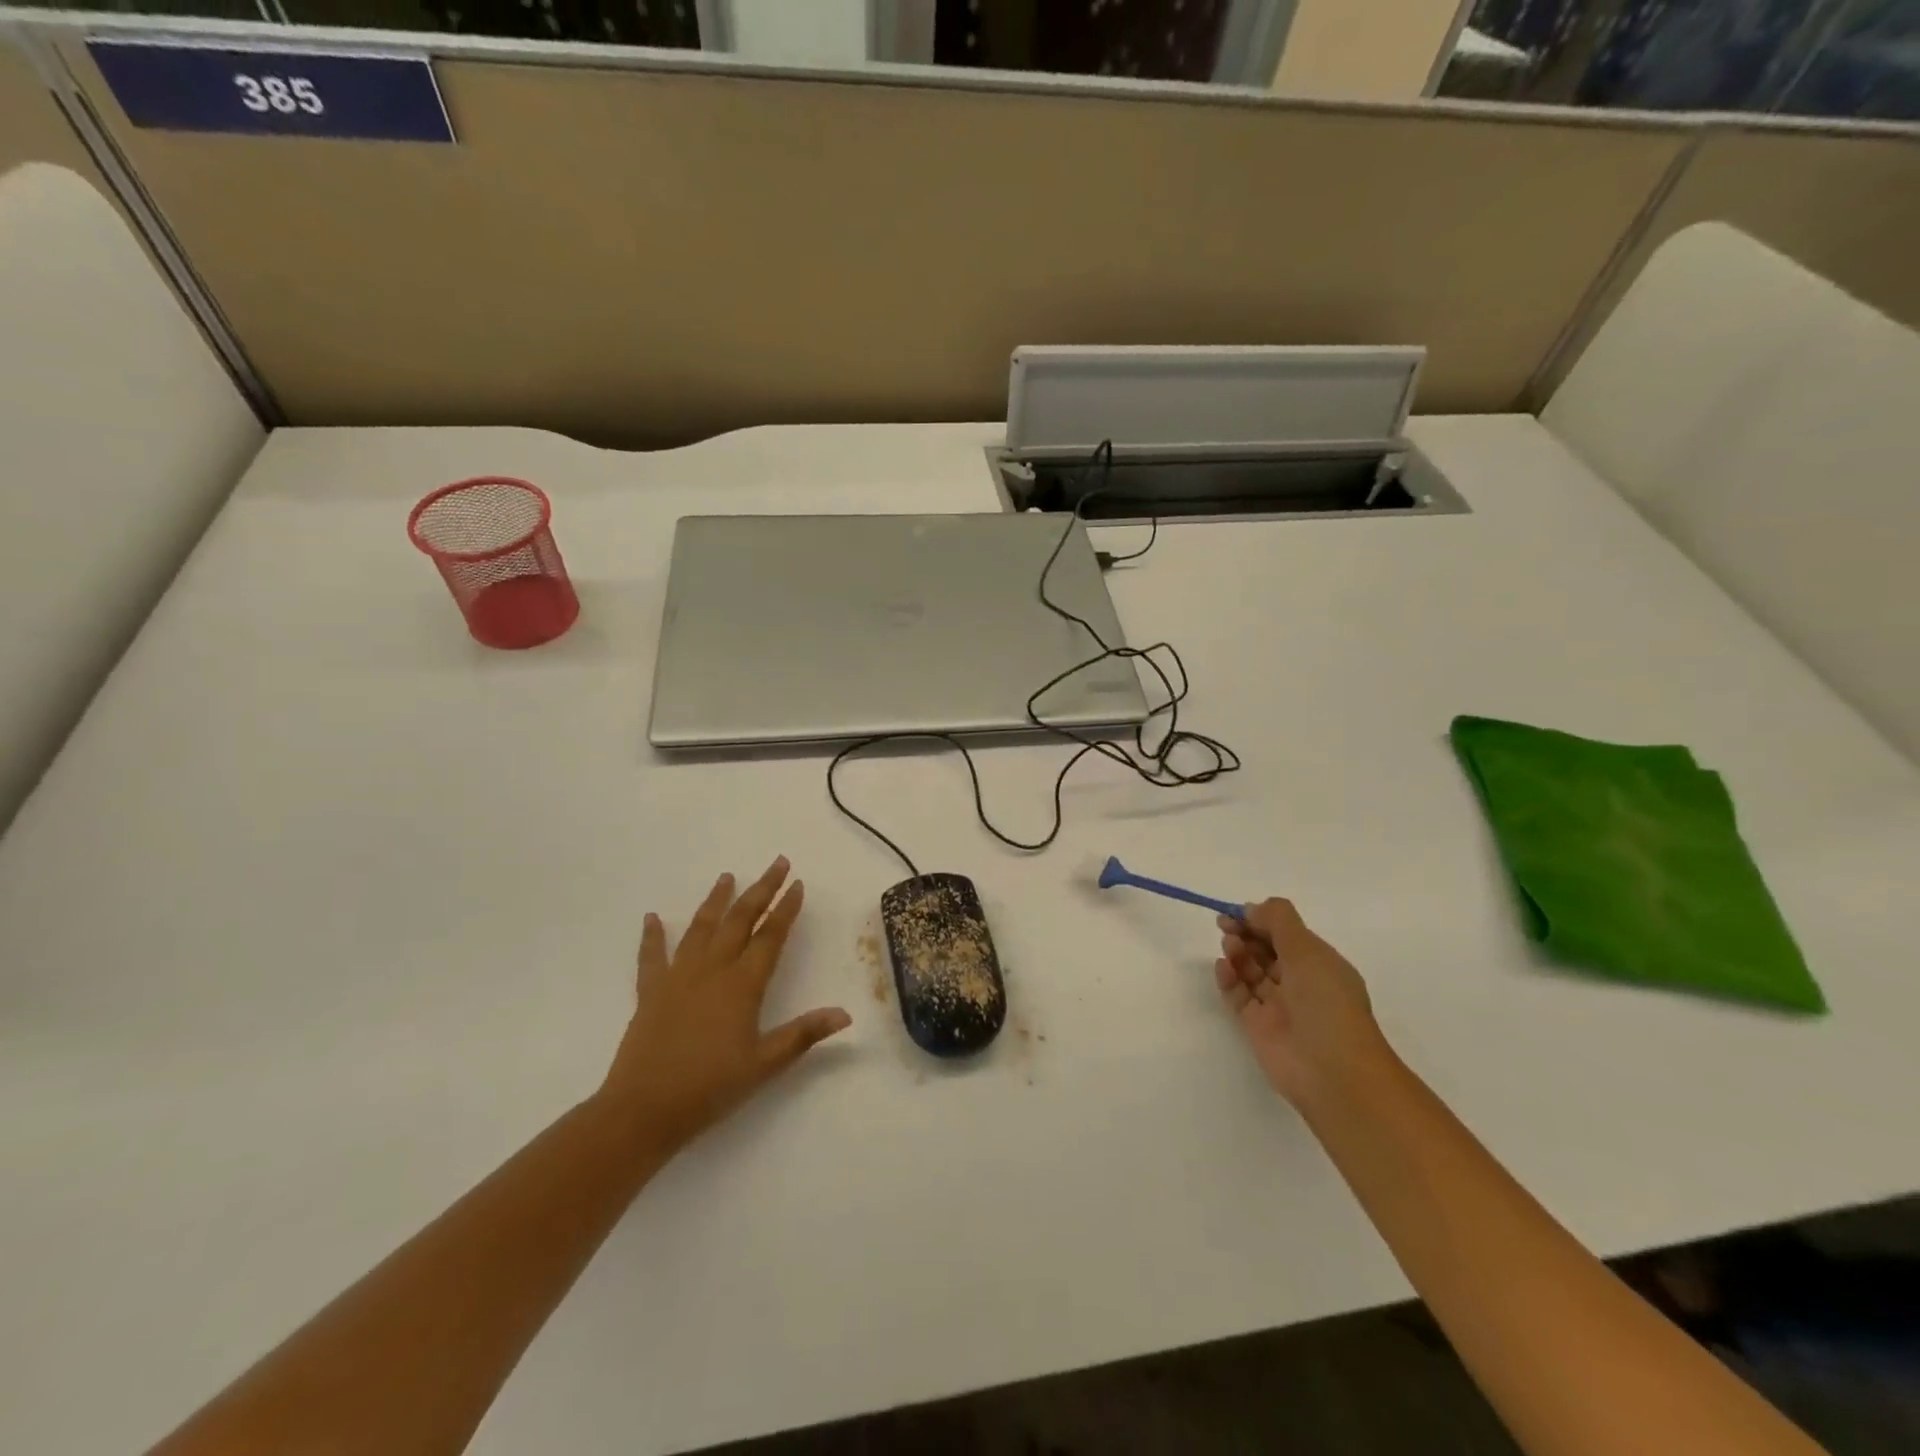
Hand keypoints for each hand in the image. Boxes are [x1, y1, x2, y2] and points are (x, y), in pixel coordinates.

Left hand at [599, 857, 851, 1155]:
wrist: (643, 1110)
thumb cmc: (710, 1088)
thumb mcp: (764, 1064)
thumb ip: (804, 1034)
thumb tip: (846, 1014)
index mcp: (742, 985)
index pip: (770, 936)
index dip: (786, 909)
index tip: (798, 884)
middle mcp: (712, 970)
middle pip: (740, 920)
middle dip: (761, 889)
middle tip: (777, 863)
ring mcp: (678, 977)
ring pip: (701, 928)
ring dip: (716, 900)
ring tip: (727, 876)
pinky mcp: (650, 992)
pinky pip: (652, 956)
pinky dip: (652, 936)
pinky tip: (652, 918)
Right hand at [1215, 897, 1391, 1110]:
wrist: (1331, 1072)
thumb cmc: (1326, 1003)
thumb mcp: (1307, 950)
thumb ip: (1278, 920)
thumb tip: (1252, 907)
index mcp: (1320, 965)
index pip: (1287, 935)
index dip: (1262, 920)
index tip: (1238, 911)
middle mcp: (1300, 983)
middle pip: (1266, 950)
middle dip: (1246, 934)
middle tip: (1225, 924)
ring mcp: (1278, 1006)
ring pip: (1251, 971)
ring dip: (1238, 953)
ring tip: (1229, 946)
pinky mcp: (1257, 1026)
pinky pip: (1239, 996)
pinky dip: (1229, 979)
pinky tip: (1222, 967)